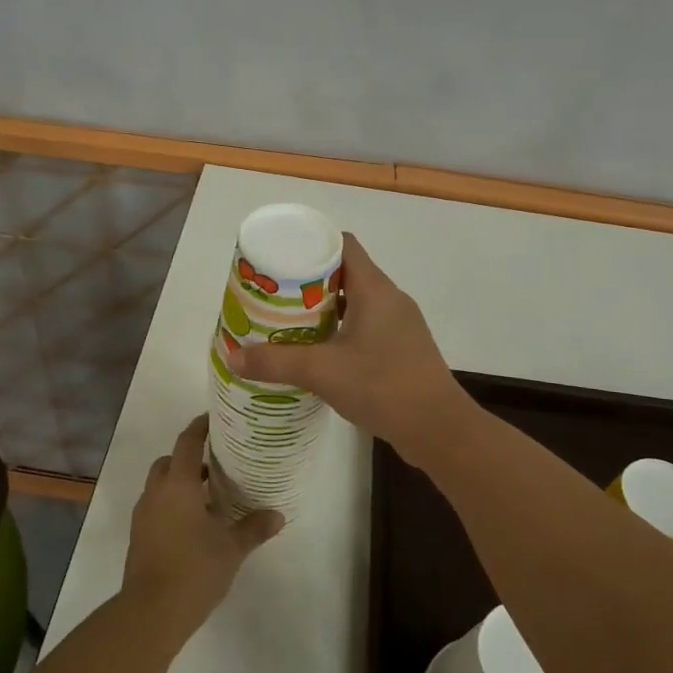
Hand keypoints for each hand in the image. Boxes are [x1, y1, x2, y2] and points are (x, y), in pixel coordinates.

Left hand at [123, 415, 282, 632]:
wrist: (150, 612)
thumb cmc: (194, 569)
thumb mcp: (232, 548)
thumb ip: (254, 528)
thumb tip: (278, 515)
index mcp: (178, 485)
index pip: (186, 442)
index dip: (199, 427)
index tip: (214, 419)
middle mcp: (156, 493)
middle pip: (169, 461)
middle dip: (188, 458)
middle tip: (215, 463)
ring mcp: (143, 515)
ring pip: (159, 485)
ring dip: (179, 483)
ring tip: (207, 495)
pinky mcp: (139, 536)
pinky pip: (155, 506)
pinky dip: (171, 504)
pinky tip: (193, 524)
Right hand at [233, 234, 464, 457]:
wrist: (439, 428)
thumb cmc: (383, 386)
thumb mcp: (322, 372)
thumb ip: (276, 362)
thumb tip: (233, 356)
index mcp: (375, 289)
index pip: (343, 245)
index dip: (312, 244)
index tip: (280, 257)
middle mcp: (390, 299)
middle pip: (345, 273)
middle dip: (308, 281)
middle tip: (273, 294)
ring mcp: (399, 325)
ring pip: (355, 303)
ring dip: (323, 309)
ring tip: (287, 322)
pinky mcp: (401, 350)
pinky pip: (365, 327)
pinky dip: (339, 331)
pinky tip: (318, 352)